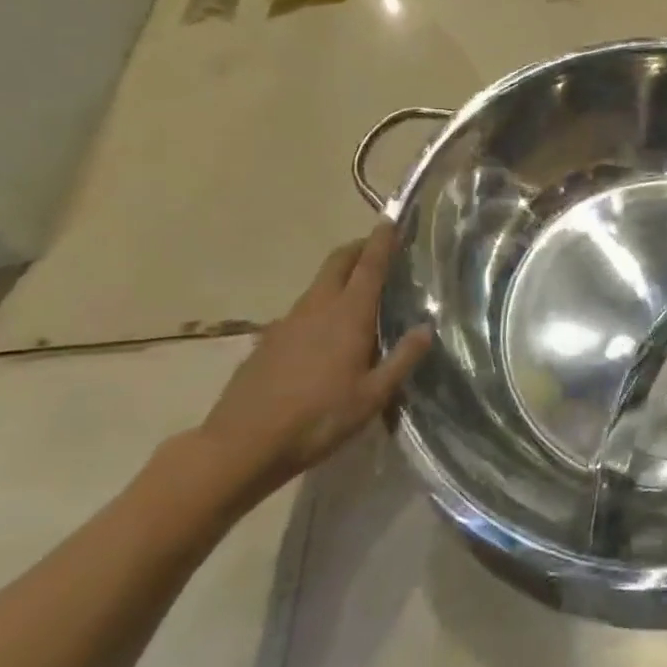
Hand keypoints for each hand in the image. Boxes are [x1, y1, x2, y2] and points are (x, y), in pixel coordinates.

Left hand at [195, 223, 431, 503]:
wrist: (240, 446)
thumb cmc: (317, 419)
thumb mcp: (372, 397)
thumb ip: (402, 359)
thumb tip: (427, 328)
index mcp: (348, 315)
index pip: (369, 265)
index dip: (381, 241)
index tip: (392, 220)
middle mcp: (317, 308)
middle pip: (338, 262)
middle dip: (359, 248)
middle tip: (378, 249)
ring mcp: (288, 322)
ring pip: (318, 285)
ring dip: (340, 276)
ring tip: (358, 292)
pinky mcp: (267, 341)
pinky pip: (302, 311)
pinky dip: (320, 305)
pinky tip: (325, 334)